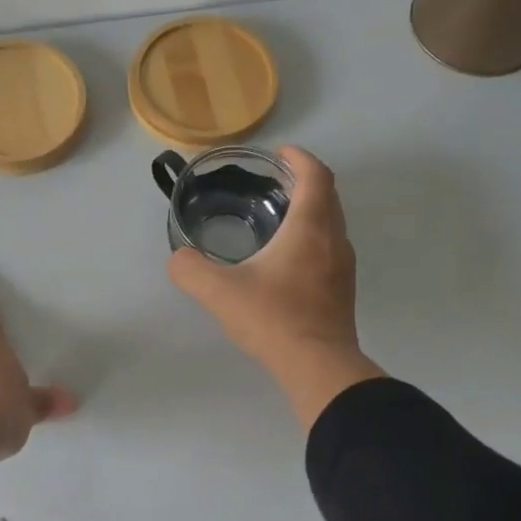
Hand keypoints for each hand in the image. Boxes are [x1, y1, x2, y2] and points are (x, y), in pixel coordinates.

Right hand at [168, 146, 386, 428]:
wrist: (318, 366)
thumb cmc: (273, 318)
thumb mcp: (219, 292)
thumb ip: (191, 269)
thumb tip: (178, 258)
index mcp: (309, 228)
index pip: (315, 176)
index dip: (300, 158)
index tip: (280, 154)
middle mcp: (334, 240)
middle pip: (328, 197)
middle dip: (304, 182)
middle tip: (274, 184)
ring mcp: (343, 267)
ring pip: (331, 225)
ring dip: (311, 212)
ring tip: (278, 218)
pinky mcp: (342, 291)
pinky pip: (330, 249)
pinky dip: (313, 239)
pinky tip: (287, 261)